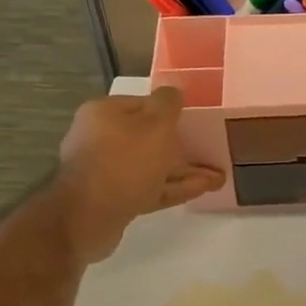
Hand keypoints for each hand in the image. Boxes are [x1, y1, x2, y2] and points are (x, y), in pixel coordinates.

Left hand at [54, 88, 223, 262]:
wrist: (88, 217)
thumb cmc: (125, 161)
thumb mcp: (155, 125)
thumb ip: (168, 104)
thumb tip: (175, 89)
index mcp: (104, 113)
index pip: (144, 105)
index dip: (172, 113)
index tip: (198, 122)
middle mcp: (100, 138)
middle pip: (148, 138)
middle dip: (182, 147)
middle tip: (211, 153)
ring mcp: (105, 171)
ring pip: (152, 166)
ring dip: (184, 171)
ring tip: (217, 178)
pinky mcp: (112, 198)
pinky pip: (149, 187)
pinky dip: (173, 187)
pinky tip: (201, 189)